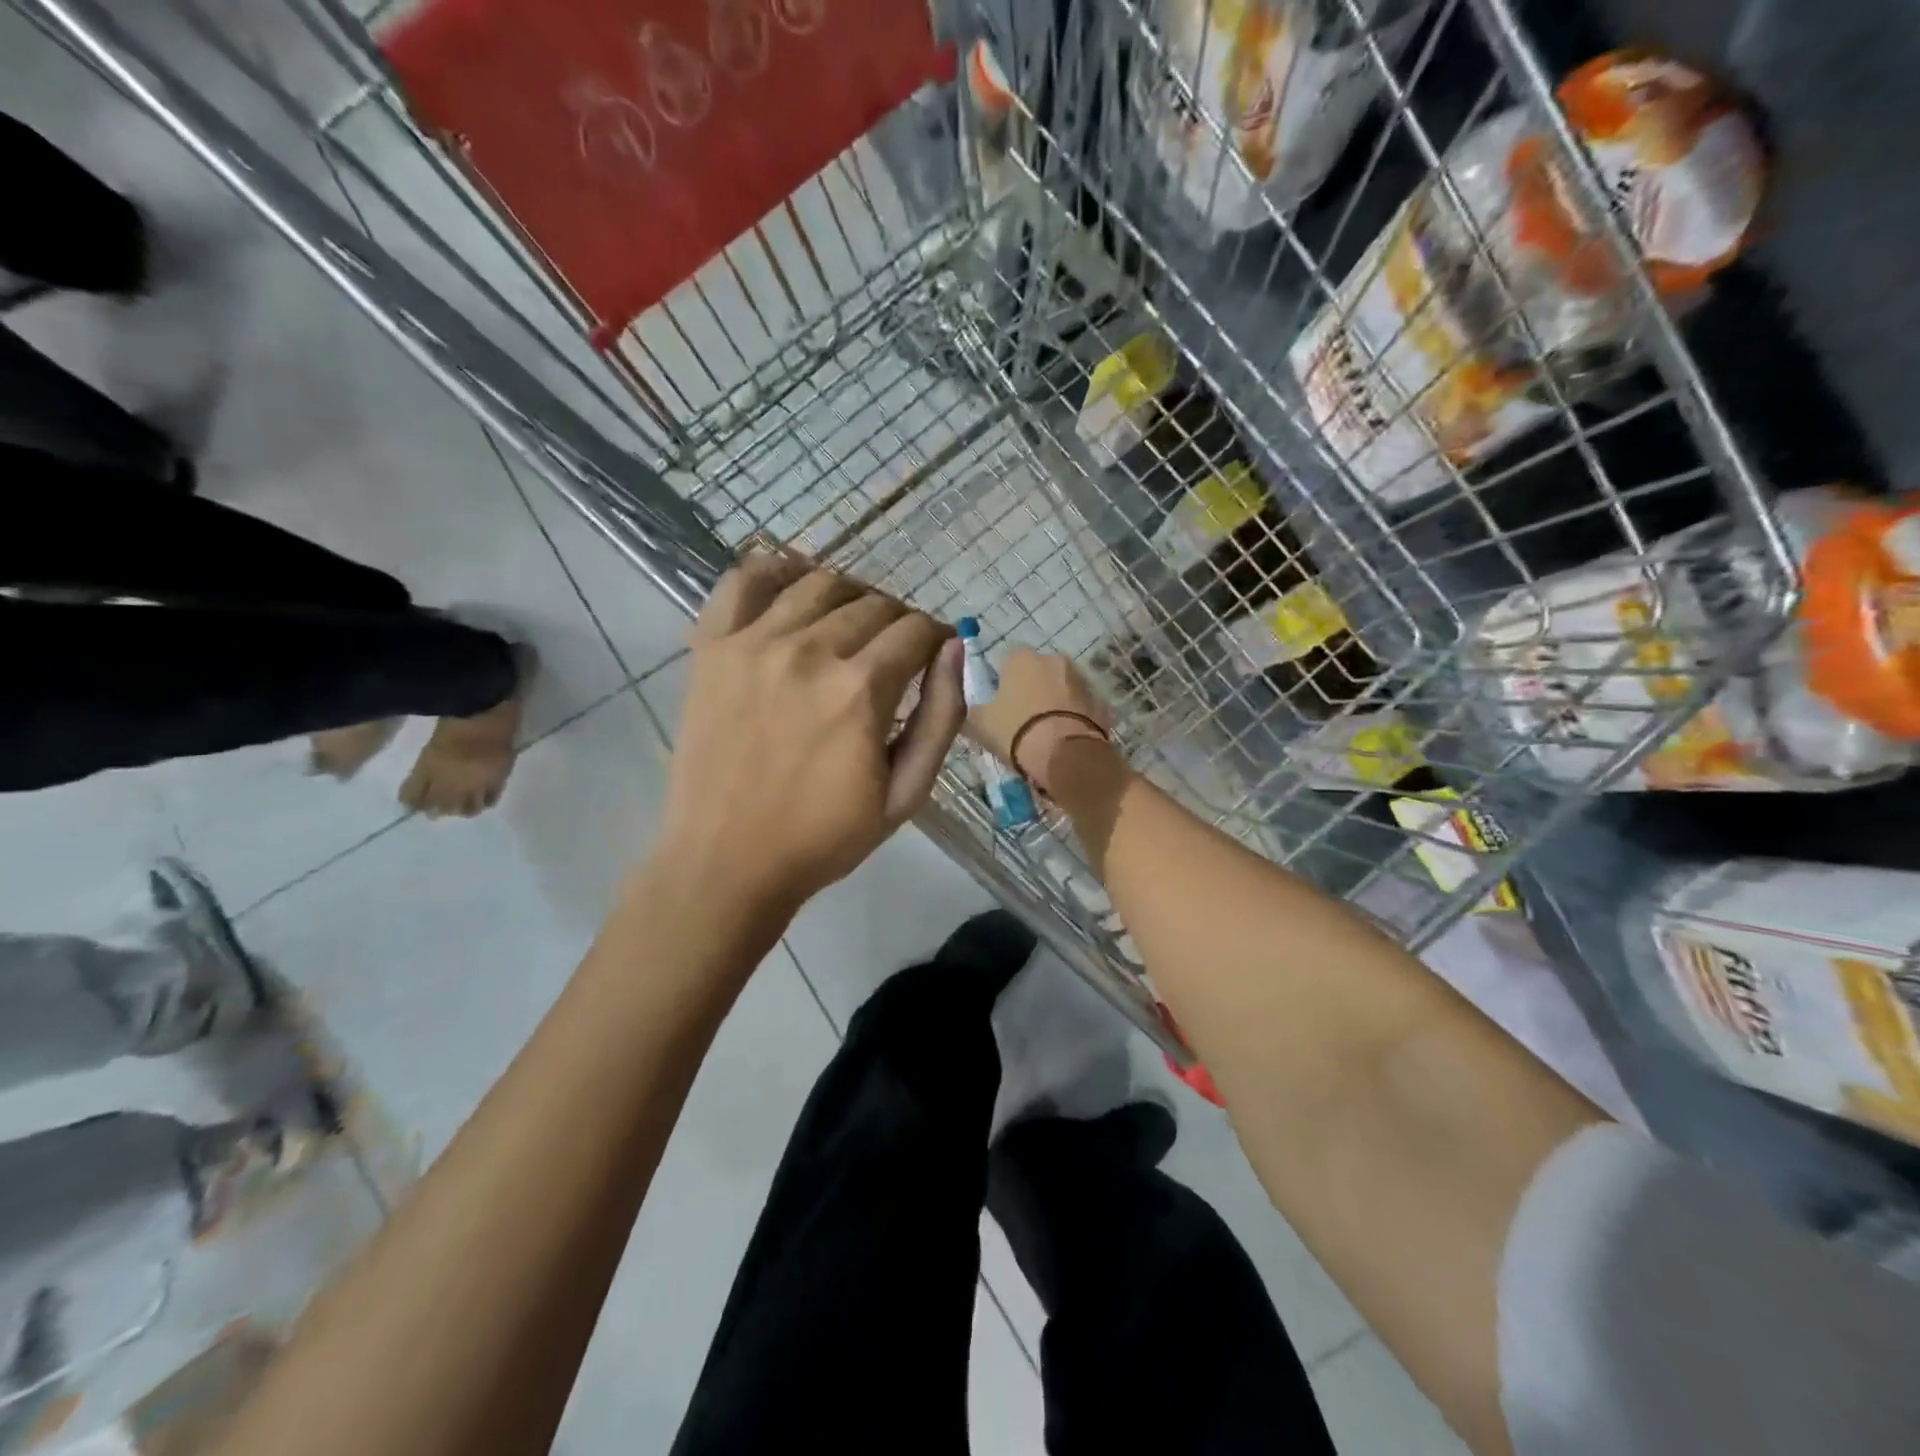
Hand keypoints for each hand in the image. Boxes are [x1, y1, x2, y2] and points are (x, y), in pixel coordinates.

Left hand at [655, 554, 965, 915]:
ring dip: (849, 595)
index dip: (934, 637)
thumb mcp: (906, 794)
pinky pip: (743, 581)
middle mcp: (810, 651)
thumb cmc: (823, 838)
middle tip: (894, 650)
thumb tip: (955, 647)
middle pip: (872, 604)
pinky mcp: (711, 648)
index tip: (932, 654)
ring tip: (850, 623)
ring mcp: (753, 643)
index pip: (915, 630)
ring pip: (818, 583)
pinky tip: (793, 582)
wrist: (726, 864)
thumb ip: (941, 717)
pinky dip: (774, 570)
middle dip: (897, 621)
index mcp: (861, 690)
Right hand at [967, 648, 1116, 794]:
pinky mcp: (1102, 703)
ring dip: (1058, 702)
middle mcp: (1055, 660)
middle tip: (1025, 718)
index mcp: (1023, 658)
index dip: (1005, 680)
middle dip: (1035, 688)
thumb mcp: (980, 723)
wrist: (1065, 756)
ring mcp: (1083, 680)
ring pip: (1065, 688)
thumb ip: (976, 708)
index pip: (1009, 659)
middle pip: (1040, 671)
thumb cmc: (1016, 732)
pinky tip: (1069, 738)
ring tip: (1049, 731)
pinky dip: (1078, 717)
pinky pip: (1084, 708)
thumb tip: (976, 707)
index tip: (1003, 702)